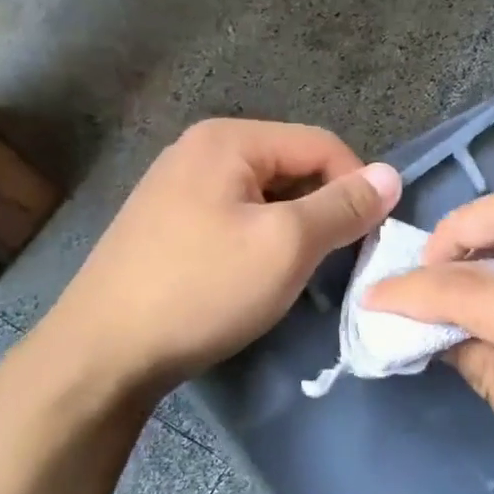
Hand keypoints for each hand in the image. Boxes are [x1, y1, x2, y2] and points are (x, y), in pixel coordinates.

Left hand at [12, 119, 400, 414]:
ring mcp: (177, 185)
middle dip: (322, 210)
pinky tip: (253, 277)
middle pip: (292, 167)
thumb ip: (343, 206)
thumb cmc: (202, 289)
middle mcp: (200, 148)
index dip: (356, 186)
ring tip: (295, 273)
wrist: (101, 354)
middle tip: (333, 262)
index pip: (321, 144)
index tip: (369, 238)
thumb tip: (392, 175)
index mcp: (228, 139)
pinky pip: (235, 216)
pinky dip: (259, 240)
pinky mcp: (166, 222)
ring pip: (265, 196)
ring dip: (293, 229)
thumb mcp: (286, 245)